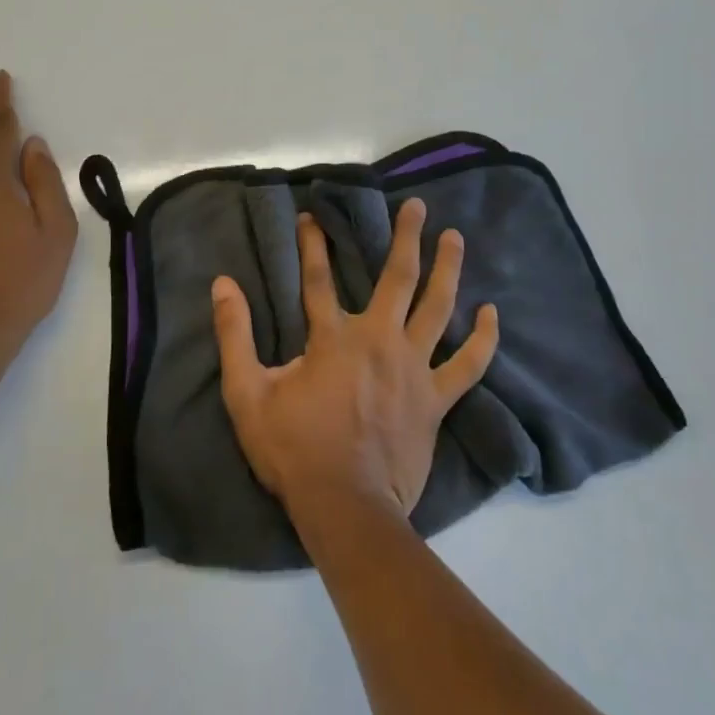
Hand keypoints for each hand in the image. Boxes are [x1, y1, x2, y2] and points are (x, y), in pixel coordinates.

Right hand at [211, 197, 498, 523]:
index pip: (318, 278)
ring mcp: (413, 369)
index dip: (313, 243)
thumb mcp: (247, 393)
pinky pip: (468, 365)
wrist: (346, 507)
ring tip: (455, 238)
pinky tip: (491, 314)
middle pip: (397, 278)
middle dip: (406, 237)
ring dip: (448, 269)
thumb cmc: (294, 450)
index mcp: (333, 338)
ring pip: (437, 308)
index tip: (312, 216)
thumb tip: (222, 285)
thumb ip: (234, 335)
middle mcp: (379, 341)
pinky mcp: (435, 400)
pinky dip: (482, 340)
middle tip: (417, 206)